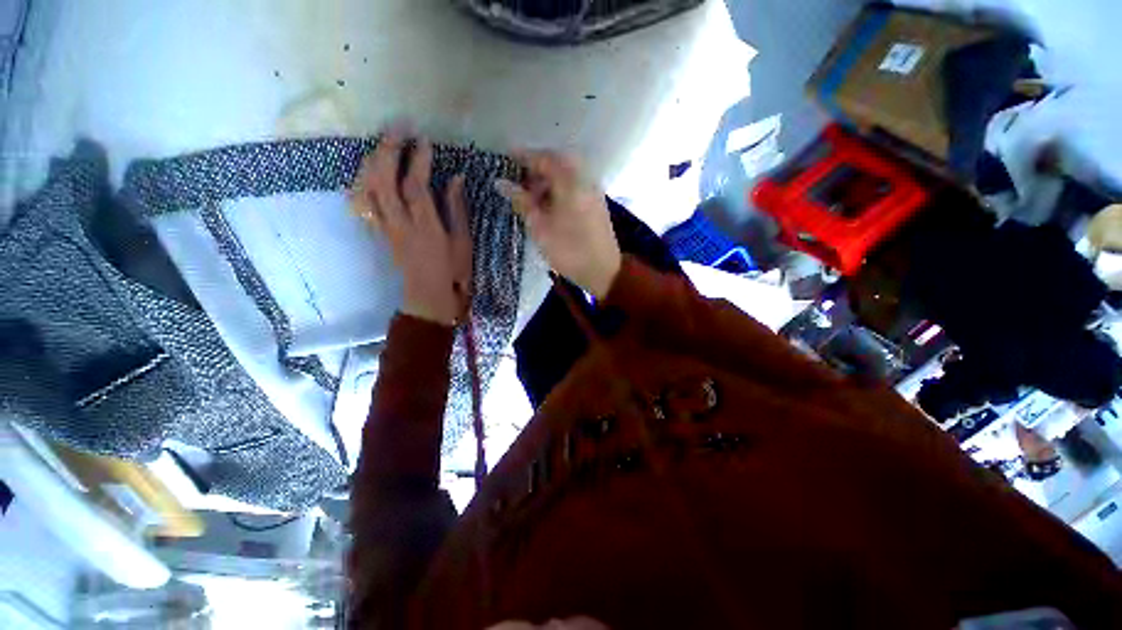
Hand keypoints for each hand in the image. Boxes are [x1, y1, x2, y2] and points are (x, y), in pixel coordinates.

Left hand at [351, 133, 472, 325]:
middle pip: (383, 181)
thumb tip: (456, 178)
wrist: (429, 298)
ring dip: (373, 160)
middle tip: (399, 129)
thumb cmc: (453, 273)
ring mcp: (386, 228)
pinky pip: (363, 202)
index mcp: (426, 228)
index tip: (425, 141)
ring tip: (384, 142)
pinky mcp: (380, 232)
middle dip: (388, 150)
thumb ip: (457, 210)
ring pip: (368, 188)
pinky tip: (369, 168)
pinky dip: (363, 180)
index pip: (416, 187)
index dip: (418, 161)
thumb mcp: (463, 243)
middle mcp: (400, 224)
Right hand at [497, 151, 620, 298]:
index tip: (505, 159)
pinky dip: (561, 188)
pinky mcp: (597, 203)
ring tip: (533, 198)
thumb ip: (521, 201)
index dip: (522, 157)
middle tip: (520, 182)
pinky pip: (576, 185)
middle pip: (558, 162)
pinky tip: (550, 206)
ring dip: (549, 179)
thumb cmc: (568, 250)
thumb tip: (500, 182)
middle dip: (537, 168)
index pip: (543, 158)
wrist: (603, 271)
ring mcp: (594, 190)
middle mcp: (585, 178)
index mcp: (570, 181)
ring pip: (568, 174)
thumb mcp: (540, 227)